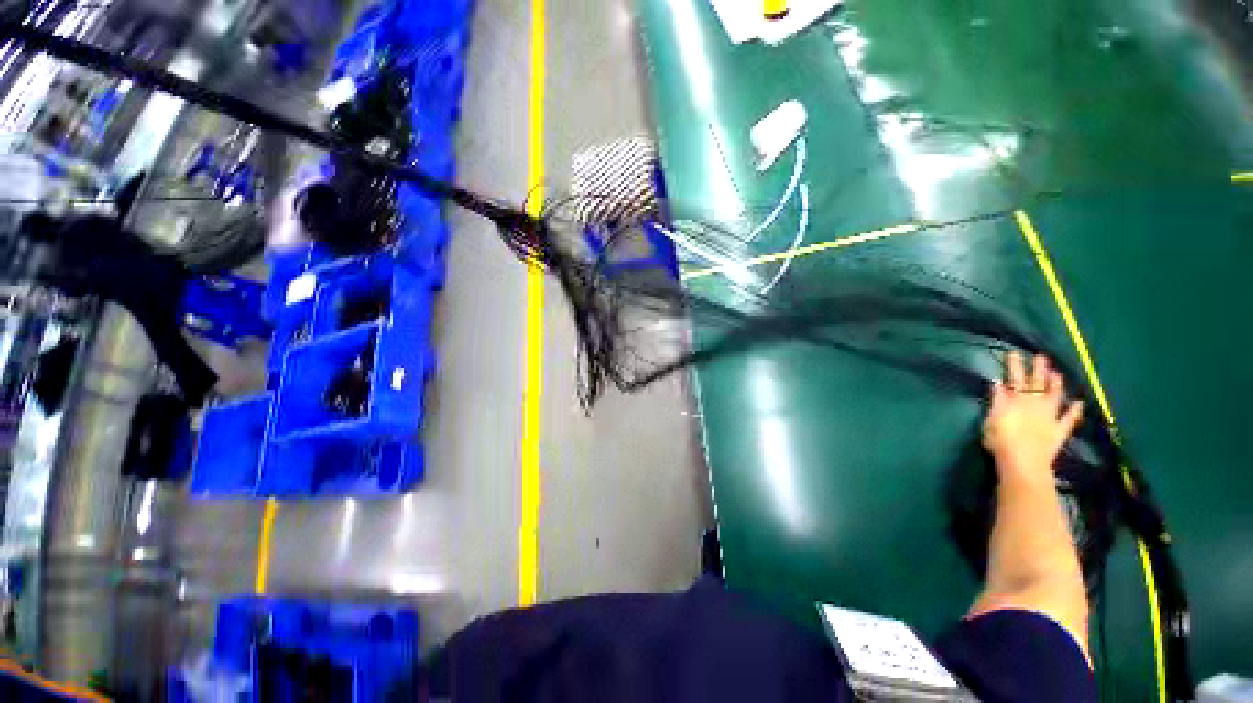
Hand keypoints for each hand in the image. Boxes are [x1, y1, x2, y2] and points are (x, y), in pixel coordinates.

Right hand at [983, 352, 1083, 486]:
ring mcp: (1049, 417)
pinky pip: (1069, 419)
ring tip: (1057, 374)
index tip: (1014, 353)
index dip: (1014, 367)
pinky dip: (1074, 411)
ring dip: (1056, 384)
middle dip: (1038, 370)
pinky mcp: (1059, 430)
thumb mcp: (991, 419)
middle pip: (1036, 384)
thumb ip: (996, 401)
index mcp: (1016, 401)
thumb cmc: (1000, 440)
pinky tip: (1079, 403)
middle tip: (1041, 357)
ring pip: (1054, 396)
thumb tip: (997, 384)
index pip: (1014, 379)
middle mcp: (1035, 404)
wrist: (1023, 462)